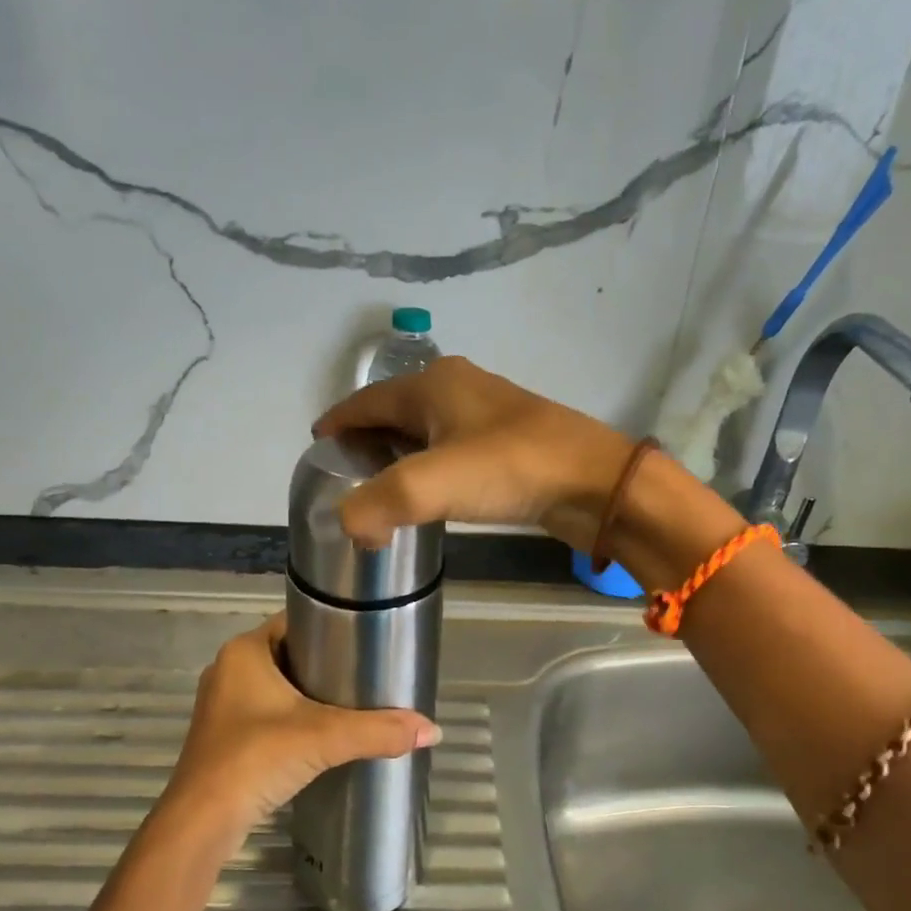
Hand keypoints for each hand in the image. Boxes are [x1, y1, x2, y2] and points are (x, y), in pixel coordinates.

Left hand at [163, 614, 441, 839]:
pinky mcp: (223, 738)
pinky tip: (321, 734)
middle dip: (325, 663)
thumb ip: (379, 730)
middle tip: (367, 672)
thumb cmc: (256, 759)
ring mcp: (222, 706)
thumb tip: (433, 730)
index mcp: (244, 652)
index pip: (294, 621)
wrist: (202, 823)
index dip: (329, 625)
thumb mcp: (324, 738)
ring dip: (308, 693)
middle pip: (288, 654)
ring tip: (353, 701)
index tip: (365, 638)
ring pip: (276, 687)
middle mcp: (228, 670)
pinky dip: (292, 719)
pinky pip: (266, 714)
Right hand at [313, 357, 633, 551]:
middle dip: (367, 438)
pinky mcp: (508, 444)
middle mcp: (457, 389)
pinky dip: (432, 468)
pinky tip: (431, 495)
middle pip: (395, 411)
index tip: (316, 445)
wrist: (594, 483)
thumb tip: (349, 525)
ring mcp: (487, 414)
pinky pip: (453, 450)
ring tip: (380, 488)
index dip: (338, 421)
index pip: (367, 400)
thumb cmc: (510, 469)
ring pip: (426, 430)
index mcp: (432, 385)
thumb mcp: (431, 484)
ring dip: (400, 455)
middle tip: (345, 475)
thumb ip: (377, 504)